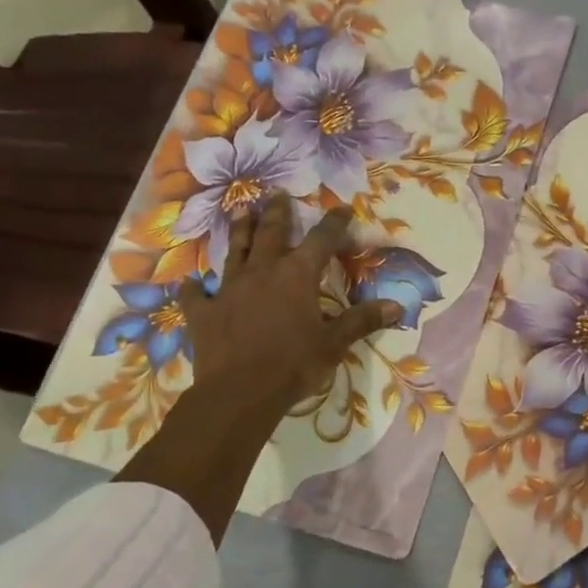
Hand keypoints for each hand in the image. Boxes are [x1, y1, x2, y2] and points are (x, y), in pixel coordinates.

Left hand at [121, 196, 399, 539]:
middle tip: (278, 194)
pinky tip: (189, 284)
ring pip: (234, 252)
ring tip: (241, 212)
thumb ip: (362, 321)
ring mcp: (228, 290)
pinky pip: (194, 295)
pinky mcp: (202, 312)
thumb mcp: (334, 343)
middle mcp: (262, 272)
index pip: (321, 240)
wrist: (239, 393)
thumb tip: (397, 306)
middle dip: (277, 213)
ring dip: (239, 231)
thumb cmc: (294, 365)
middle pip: (270, 233)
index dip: (334, 223)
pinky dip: (193, 289)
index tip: (342, 209)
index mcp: (297, 276)